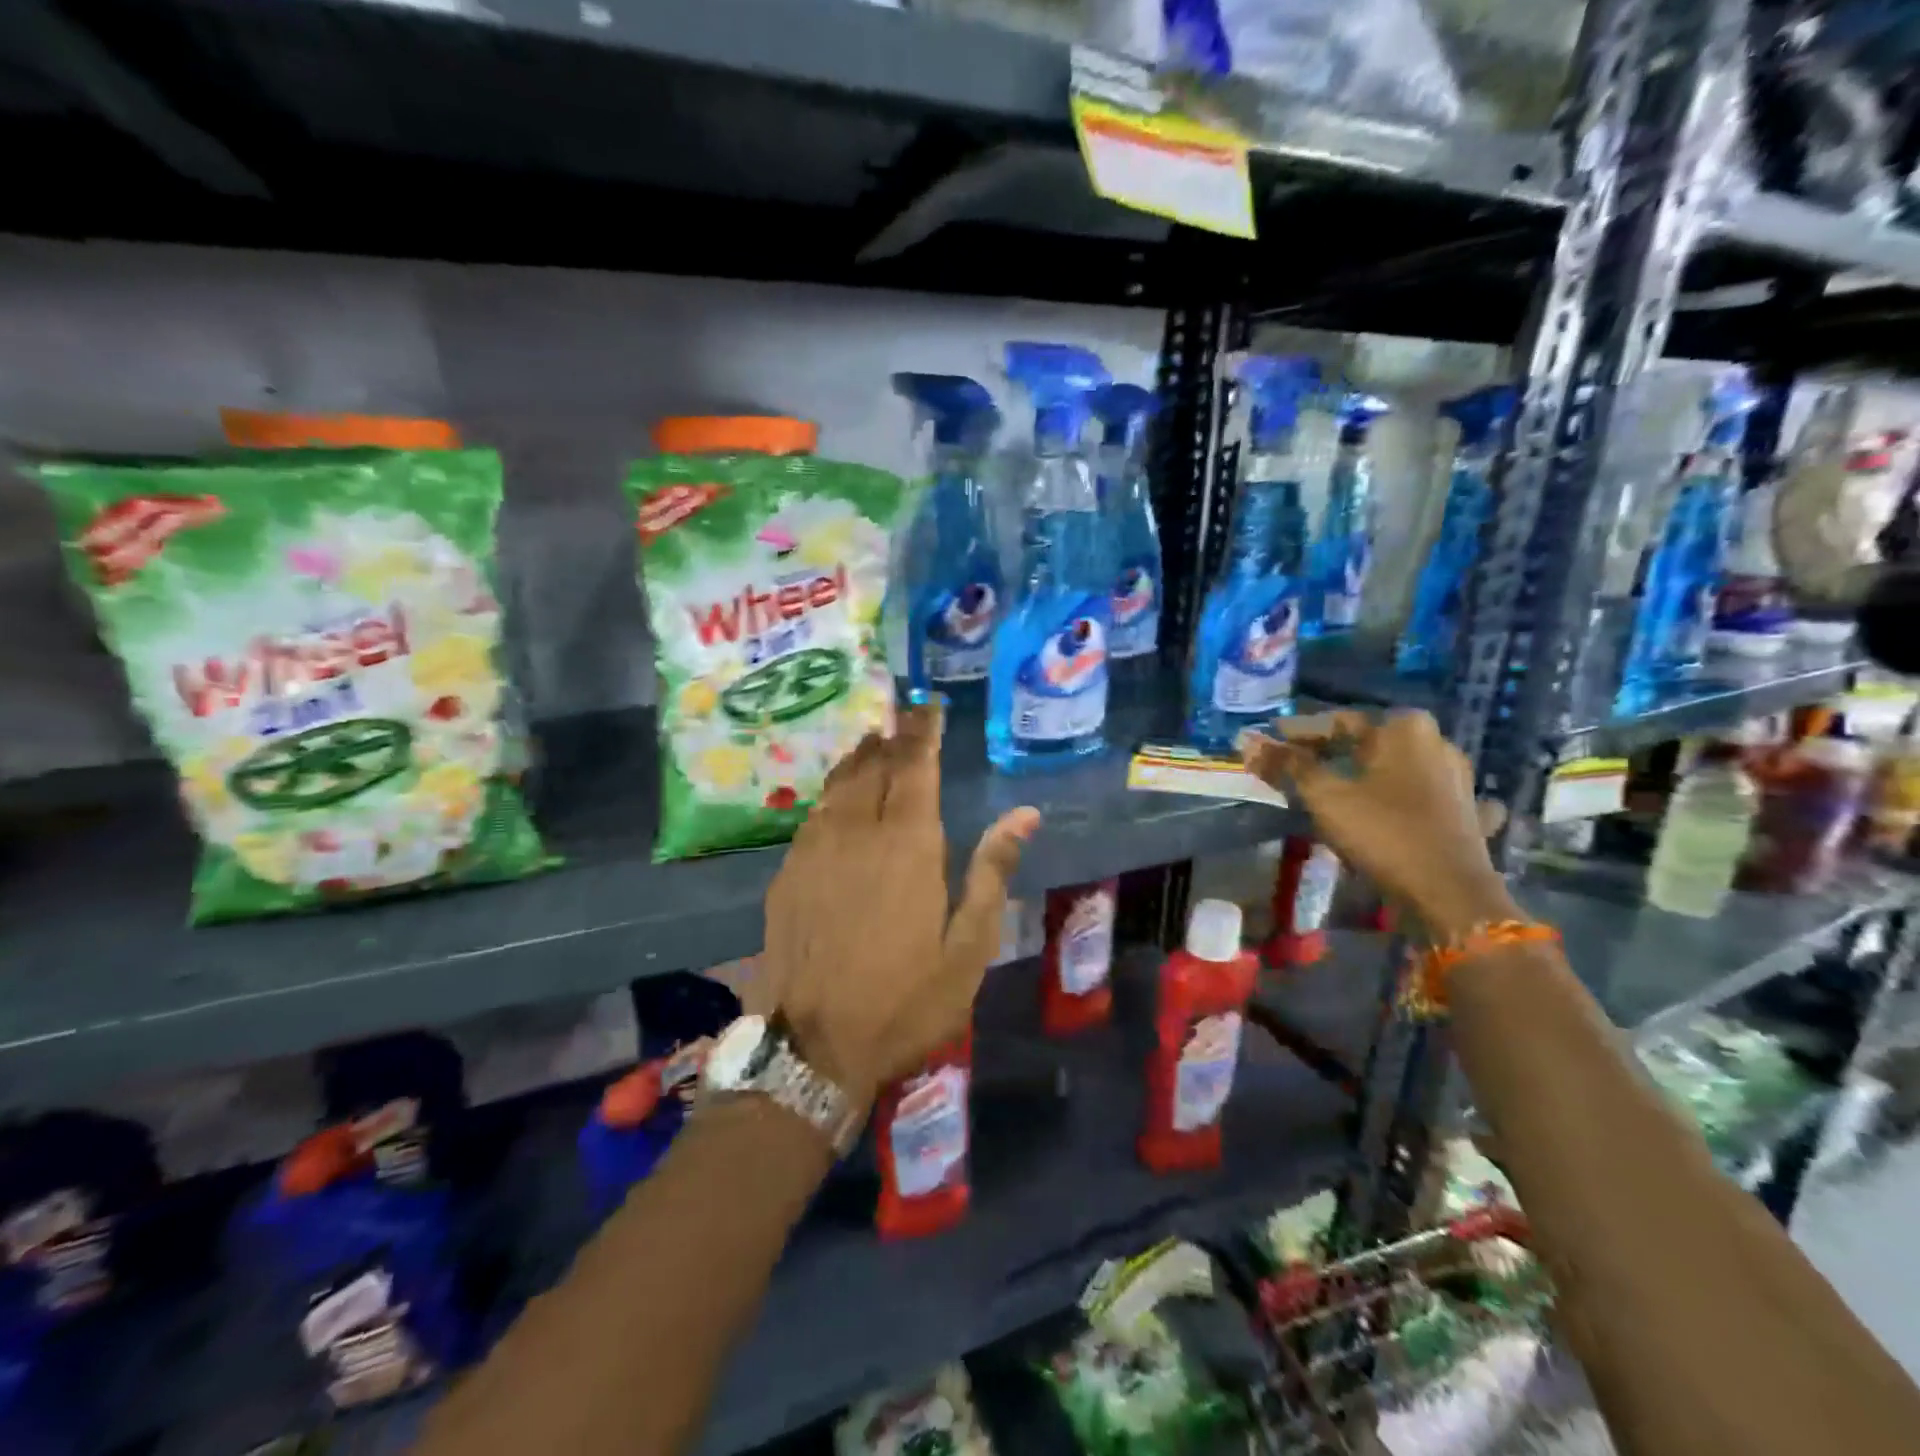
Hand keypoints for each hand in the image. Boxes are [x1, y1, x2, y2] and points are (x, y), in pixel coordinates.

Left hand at [760, 702, 1039, 1109]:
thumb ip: (992, 872)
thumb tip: (1024, 815)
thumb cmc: (905, 1001)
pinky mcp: (787, 872)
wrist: (813, 1046)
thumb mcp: (968, 947)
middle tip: (902, 715)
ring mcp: (815, 849)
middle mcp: (858, 832)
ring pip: (839, 785)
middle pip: (875, 767)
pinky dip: (831, 791)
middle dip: (892, 737)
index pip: (916, 767)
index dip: (923, 732)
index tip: (928, 707)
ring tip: (872, 741)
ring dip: (859, 758)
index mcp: (909, 845)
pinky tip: (837, 795)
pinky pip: (814, 813)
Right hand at [1240, 710, 1515, 941]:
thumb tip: (1248, 740)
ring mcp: (1458, 779)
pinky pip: (1424, 797)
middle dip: (1331, 754)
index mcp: (1404, 729)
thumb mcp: (1325, 797)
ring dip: (1365, 774)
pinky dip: (1402, 799)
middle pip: (1368, 743)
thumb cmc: (1383, 833)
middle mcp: (1437, 743)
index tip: (1269, 746)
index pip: (1337, 722)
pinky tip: (1394, 809)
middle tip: (1294, 768)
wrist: (1451, 894)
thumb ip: (1288, 765)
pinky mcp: (1467, 813)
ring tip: (1333, 788)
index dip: (1298, 734)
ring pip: (1396, 768)